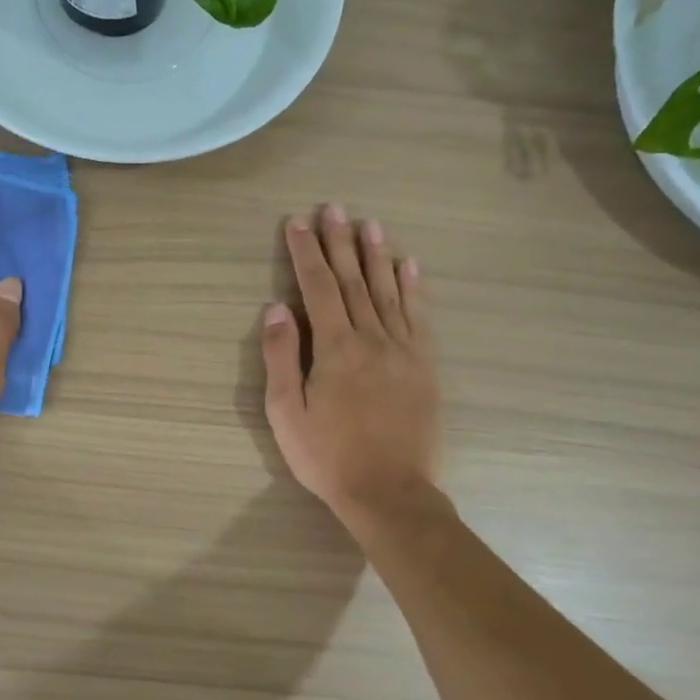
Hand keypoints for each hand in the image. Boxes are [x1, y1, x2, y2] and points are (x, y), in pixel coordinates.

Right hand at [262, 206, 439, 526]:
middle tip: (334, 208)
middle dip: (340, 242)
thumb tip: (275, 308)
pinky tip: (410, 265)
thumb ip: (281, 357)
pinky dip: (414, 288)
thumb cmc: (327, 456)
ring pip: (388, 291)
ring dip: (377, 255)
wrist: (389, 491)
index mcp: (335, 348)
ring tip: (370, 224)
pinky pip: (419, 317)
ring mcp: (404, 350)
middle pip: (354, 281)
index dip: (305, 253)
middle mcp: (372, 338)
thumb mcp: (286, 413)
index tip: (297, 223)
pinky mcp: (425, 366)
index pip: (317, 288)